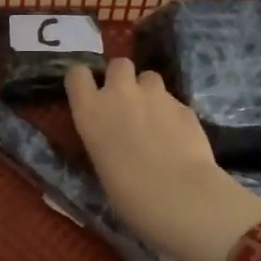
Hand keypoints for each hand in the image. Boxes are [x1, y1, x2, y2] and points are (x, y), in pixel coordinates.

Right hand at [65, 61, 260, 260]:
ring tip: (155, 118)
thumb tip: (115, 139)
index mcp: (90, 111)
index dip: (84, 81)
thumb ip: (105, 139)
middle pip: (119, 64)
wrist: (179, 196)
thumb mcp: (101, 164)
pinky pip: (173, 101)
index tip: (90, 93)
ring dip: (149, 92)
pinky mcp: (184, 105)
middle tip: (126, 102)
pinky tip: (179, 137)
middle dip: (122, 77)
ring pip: (149, 77)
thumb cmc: (128, 195)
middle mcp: (120, 93)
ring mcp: (155, 95)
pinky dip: (172, 113)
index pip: (77, 74)